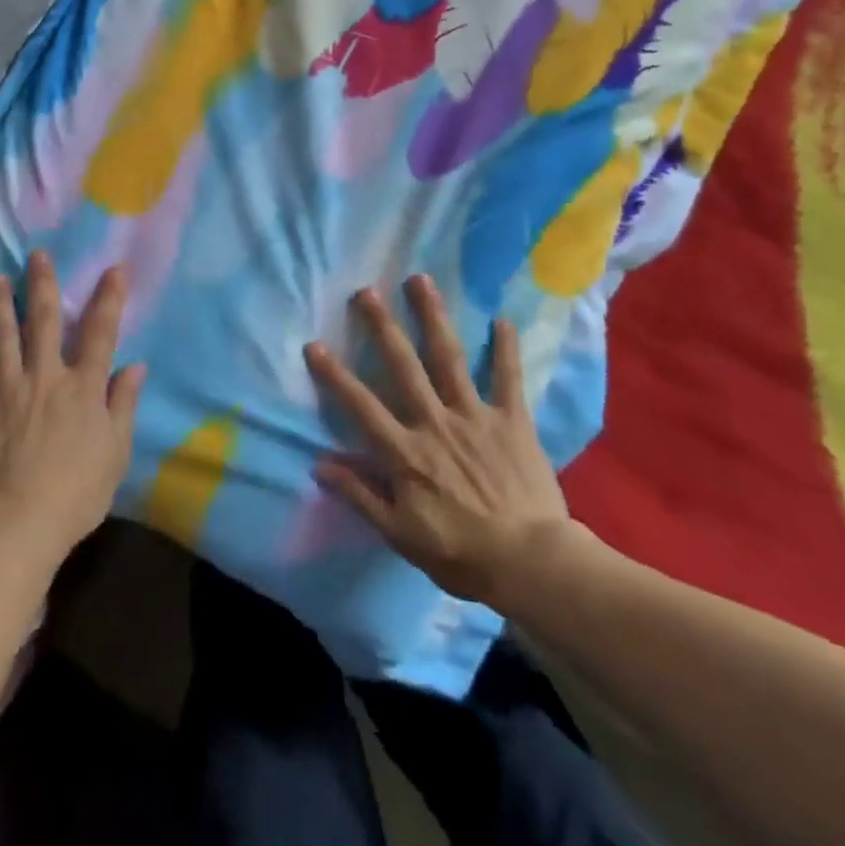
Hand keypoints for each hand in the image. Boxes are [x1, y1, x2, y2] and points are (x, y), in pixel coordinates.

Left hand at [0, 253, 146, 561]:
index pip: (100, 332)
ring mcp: (7, 394)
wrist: (18, 525)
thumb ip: (123, 404)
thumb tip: (134, 366)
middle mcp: (45, 379)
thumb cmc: (78, 491)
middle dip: (42, 285)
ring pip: (2, 341)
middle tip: (37, 254)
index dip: (109, 297)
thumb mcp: (116, 451)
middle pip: (43, 322)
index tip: (115, 267)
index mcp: (82, 387)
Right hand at [304, 275, 582, 609]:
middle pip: (403, 366)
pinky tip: (502, 318)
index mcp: (406, 452)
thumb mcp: (400, 535)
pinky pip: (509, 379)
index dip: (335, 375)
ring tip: (420, 281)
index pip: (361, 406)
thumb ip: (360, 496)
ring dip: (433, 317)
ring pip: (449, 358)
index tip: (314, 344)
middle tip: (367, 291)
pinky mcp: (512, 421)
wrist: (531, 564)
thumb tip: (319, 464)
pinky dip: (506, 349)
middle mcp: (435, 422)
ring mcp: (475, 417)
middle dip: (383, 326)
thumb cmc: (460, 553)